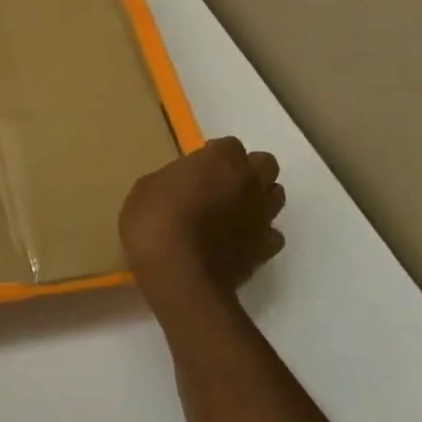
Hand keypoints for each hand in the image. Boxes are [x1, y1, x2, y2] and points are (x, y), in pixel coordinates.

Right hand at [119, 138, 284, 316]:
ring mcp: (263, 216)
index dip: (211, 156)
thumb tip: (183, 185)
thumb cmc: (155, 223)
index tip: (193, 170)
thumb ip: (173, 180)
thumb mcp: (146, 189)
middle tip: (218, 185)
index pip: (228, 145)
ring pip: (275, 195)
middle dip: (246, 170)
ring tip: (230, 211)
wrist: (180, 276)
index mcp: (220, 160)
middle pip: (264, 164)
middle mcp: (250, 182)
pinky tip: (237, 241)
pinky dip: (258, 234)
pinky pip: (271, 233)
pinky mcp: (266, 248)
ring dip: (256, 198)